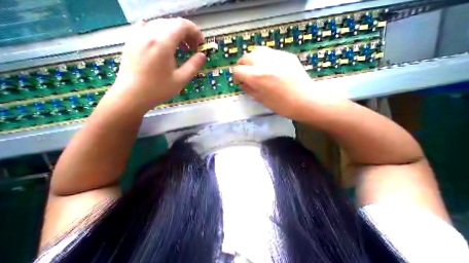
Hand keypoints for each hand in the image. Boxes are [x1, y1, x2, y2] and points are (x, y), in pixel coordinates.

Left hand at [109, 17, 206, 113]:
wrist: (131, 95)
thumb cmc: (158, 89)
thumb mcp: (181, 80)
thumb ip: (193, 65)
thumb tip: (202, 55)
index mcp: (162, 43)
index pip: (182, 25)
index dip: (195, 32)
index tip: (201, 44)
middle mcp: (149, 33)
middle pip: (172, 23)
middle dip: (186, 33)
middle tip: (193, 49)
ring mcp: (137, 35)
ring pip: (161, 24)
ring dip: (175, 33)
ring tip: (181, 48)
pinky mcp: (131, 40)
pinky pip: (148, 28)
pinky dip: (161, 33)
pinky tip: (164, 45)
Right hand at [234, 47, 342, 120]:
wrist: (305, 100)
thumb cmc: (282, 105)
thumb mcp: (262, 100)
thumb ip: (249, 89)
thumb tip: (243, 84)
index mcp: (258, 77)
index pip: (238, 70)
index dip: (236, 76)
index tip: (239, 82)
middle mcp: (265, 63)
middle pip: (246, 57)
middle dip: (242, 66)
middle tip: (246, 74)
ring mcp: (277, 56)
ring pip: (257, 50)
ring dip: (252, 59)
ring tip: (256, 68)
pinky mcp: (286, 55)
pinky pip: (270, 52)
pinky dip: (265, 58)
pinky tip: (269, 67)